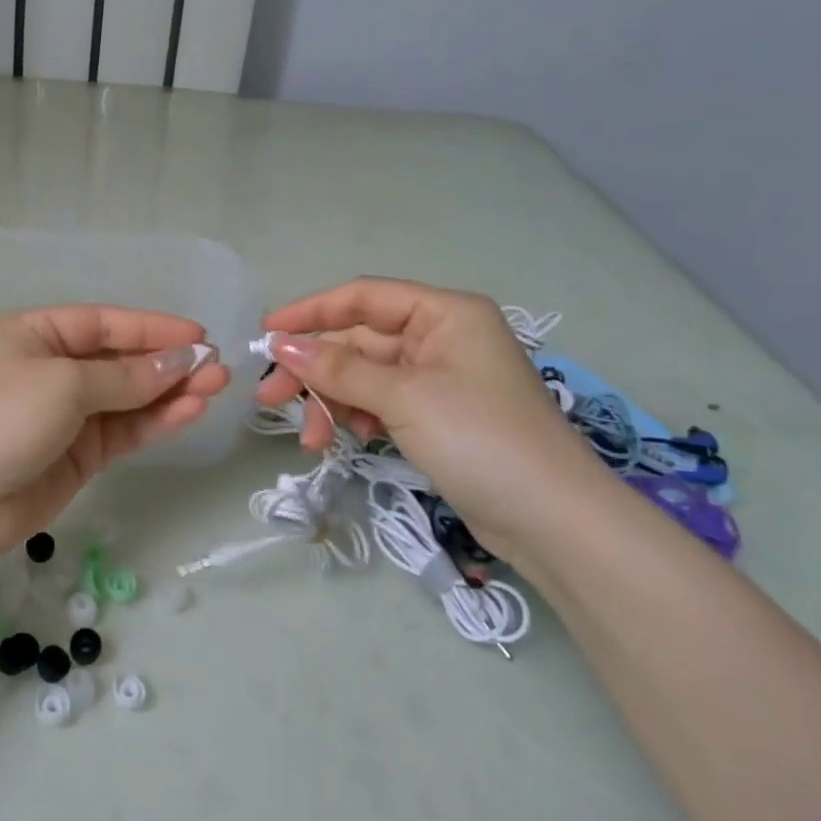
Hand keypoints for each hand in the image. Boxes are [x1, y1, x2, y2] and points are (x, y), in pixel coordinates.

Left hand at [0, 306, 229, 565]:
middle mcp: (53, 368)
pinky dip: (156, 421)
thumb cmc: (3, 417)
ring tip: (216, 387)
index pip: (105, 323)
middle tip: (217, 366)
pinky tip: (190, 412)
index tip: (199, 333)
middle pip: (121, 360)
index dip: (152, 328)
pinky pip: (124, 430)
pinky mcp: (79, 454)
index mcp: (37, 334)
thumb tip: (181, 361)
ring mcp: (67, 413)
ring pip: (129, 397)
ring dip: (170, 392)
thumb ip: (126, 377)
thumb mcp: (64, 384)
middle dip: (167, 362)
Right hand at [254, 278, 605, 553]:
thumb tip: (280, 344)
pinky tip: (346, 440)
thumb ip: (338, 368)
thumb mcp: (403, 397)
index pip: (362, 298)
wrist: (554, 522)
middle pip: (358, 340)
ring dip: (331, 401)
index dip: (310, 312)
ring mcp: (439, 378)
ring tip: (309, 438)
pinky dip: (356, 417)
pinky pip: (380, 402)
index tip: (265, 334)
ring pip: (364, 376)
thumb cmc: (481, 439)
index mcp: (444, 313)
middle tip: (269, 398)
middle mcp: (441, 337)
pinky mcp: (436, 415)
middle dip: (314, 370)